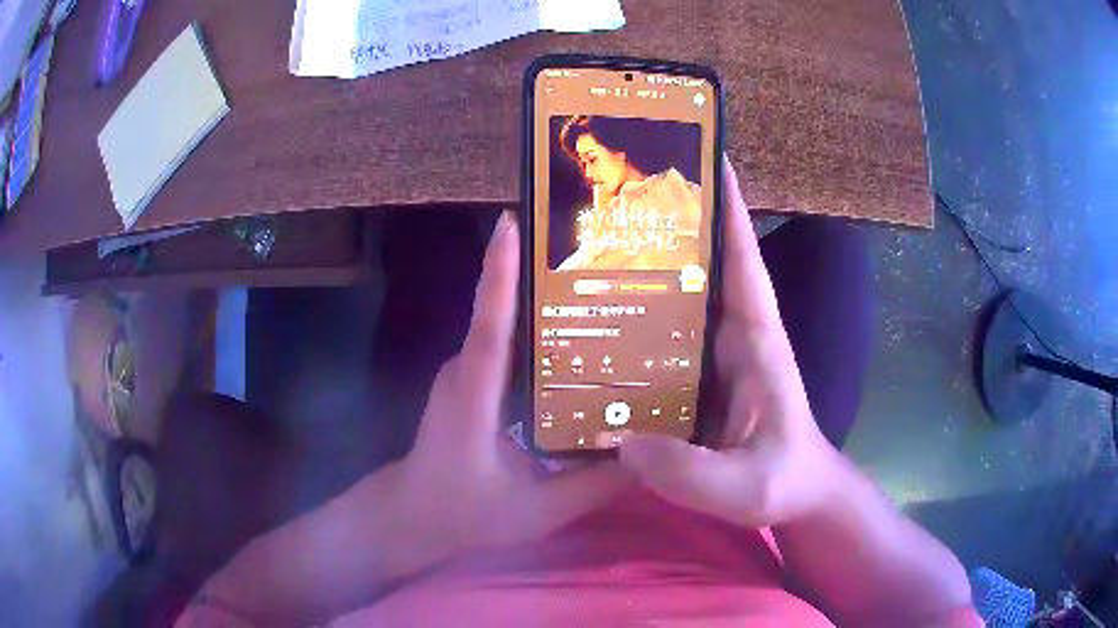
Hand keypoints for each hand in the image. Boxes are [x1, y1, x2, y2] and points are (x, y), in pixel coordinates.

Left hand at [396, 213, 630, 557]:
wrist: (412, 517)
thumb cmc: (464, 514)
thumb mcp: (536, 511)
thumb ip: (593, 487)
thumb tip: (650, 458)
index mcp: (474, 396)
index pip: (489, 325)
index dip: (499, 273)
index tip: (510, 223)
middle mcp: (465, 371)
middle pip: (505, 312)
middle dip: (544, 277)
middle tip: (603, 257)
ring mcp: (464, 374)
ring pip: (508, 329)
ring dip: (546, 308)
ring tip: (605, 295)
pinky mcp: (470, 382)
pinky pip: (506, 348)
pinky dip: (539, 338)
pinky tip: (580, 345)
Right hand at [619, 159, 842, 527]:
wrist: (798, 497)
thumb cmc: (785, 482)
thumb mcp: (744, 487)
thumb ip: (689, 471)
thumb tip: (621, 441)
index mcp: (757, 341)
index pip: (744, 261)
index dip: (730, 209)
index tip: (710, 157)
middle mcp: (736, 335)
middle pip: (704, 266)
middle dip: (671, 227)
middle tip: (616, 197)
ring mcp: (716, 356)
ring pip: (682, 298)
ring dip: (648, 270)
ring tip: (591, 249)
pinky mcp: (701, 378)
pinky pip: (667, 338)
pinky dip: (639, 321)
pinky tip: (596, 323)